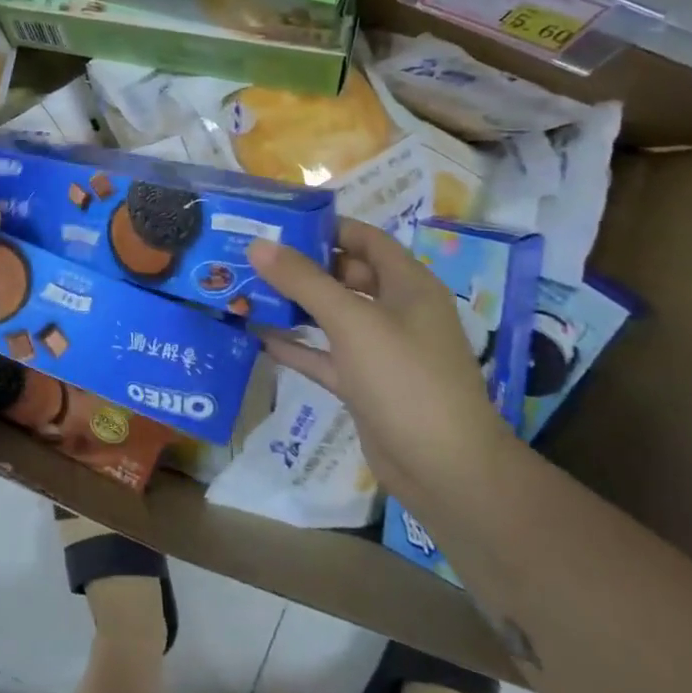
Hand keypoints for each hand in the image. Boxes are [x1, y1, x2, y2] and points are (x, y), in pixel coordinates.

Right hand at [248, 221, 517, 503]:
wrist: (445, 470)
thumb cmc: (404, 378)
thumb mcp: (352, 321)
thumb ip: (303, 280)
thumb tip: (258, 243)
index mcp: (407, 284)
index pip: (365, 238)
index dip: (326, 226)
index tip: (278, 222)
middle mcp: (396, 311)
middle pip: (345, 274)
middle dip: (302, 265)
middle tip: (251, 255)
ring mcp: (380, 350)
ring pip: (332, 315)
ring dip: (294, 304)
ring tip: (246, 289)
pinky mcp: (364, 384)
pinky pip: (325, 354)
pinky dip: (296, 345)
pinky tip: (257, 336)